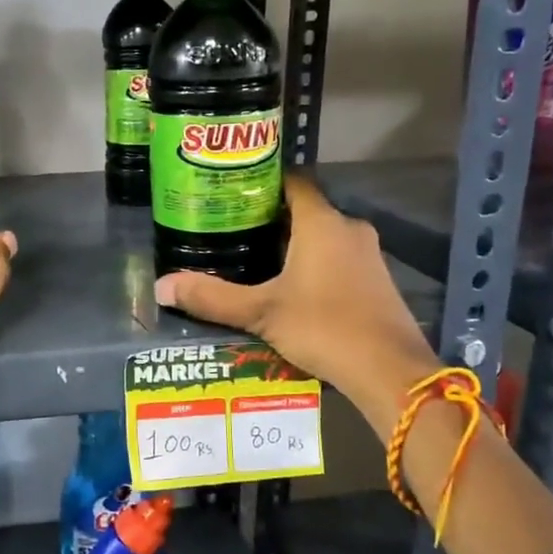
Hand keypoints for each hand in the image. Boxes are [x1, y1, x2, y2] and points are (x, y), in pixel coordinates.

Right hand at [154, 174, 438, 416]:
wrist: (390, 371)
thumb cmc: (324, 327)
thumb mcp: (261, 312)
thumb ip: (212, 297)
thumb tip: (161, 287)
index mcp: (321, 223)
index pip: (293, 182)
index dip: (263, 182)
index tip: (232, 192)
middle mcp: (348, 228)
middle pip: (305, 210)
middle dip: (270, 219)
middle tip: (232, 230)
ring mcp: (368, 255)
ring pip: (323, 236)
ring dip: (293, 244)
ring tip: (253, 258)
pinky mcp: (377, 281)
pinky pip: (338, 258)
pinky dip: (313, 264)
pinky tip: (290, 288)